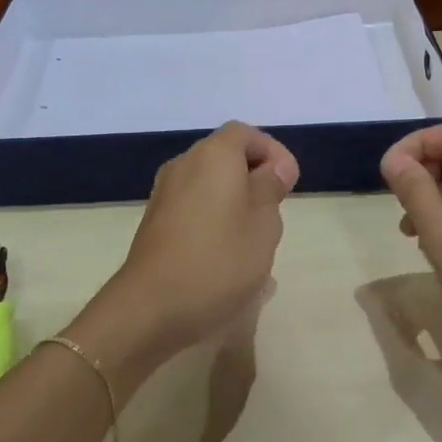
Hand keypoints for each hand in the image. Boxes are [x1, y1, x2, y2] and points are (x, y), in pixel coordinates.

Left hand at [76, 122, 298, 375]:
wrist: (152, 306)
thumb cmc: (219, 260)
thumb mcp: (263, 224)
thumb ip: (270, 188)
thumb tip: (271, 169)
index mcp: (213, 155)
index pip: (246, 134)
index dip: (272, 153)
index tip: (289, 185)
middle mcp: (184, 165)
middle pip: (226, 157)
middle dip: (254, 179)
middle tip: (274, 213)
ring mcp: (164, 194)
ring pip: (210, 184)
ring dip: (235, 202)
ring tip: (254, 240)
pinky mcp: (155, 222)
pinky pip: (193, 206)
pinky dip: (214, 218)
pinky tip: (226, 255)